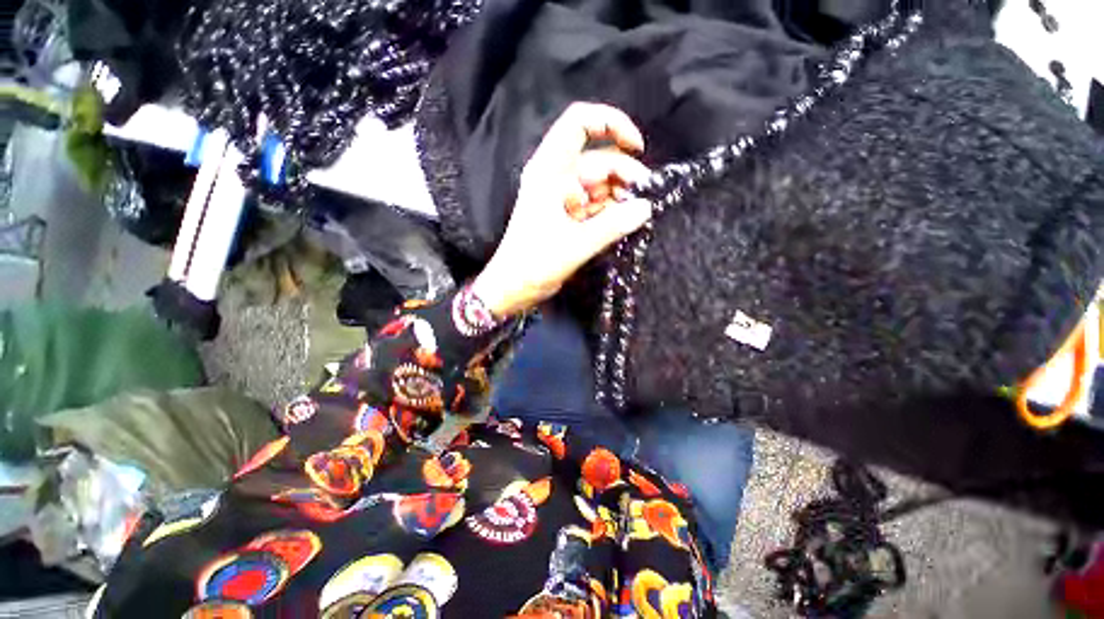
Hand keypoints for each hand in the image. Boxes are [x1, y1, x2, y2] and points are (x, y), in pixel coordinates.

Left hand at [471, 103, 652, 316]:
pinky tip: (620, 225)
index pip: (579, 123)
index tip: (637, 149)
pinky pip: (594, 204)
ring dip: (618, 197)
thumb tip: (646, 208)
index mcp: (549, 170)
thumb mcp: (575, 244)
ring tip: (632, 217)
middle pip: (598, 160)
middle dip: (623, 176)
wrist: (514, 287)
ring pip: (598, 184)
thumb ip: (612, 225)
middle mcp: (555, 176)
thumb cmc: (535, 263)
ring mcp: (562, 196)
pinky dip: (608, 211)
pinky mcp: (567, 215)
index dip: (611, 124)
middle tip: (642, 201)